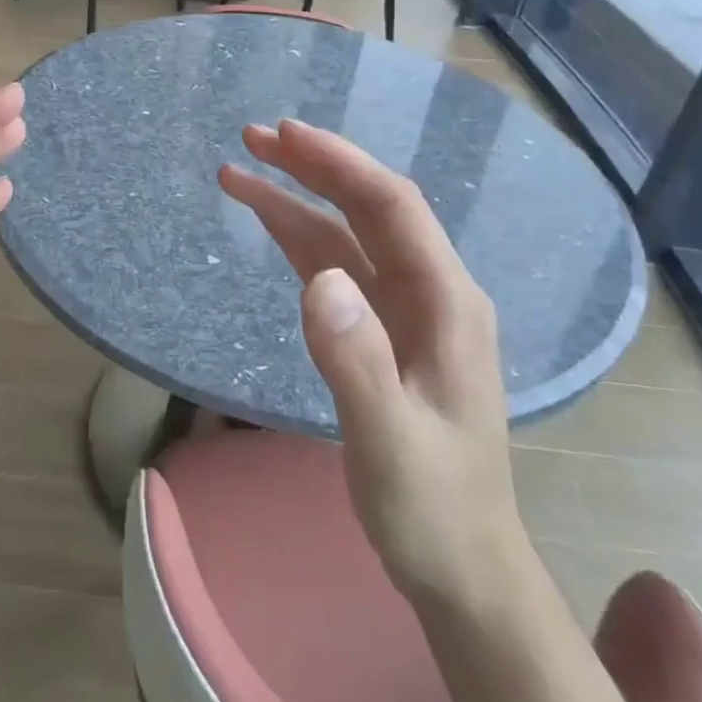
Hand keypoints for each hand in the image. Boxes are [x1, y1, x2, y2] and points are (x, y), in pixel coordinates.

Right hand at [219, 118, 526, 617]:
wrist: (461, 566)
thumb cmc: (432, 508)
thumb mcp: (391, 445)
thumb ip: (356, 362)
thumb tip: (318, 278)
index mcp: (448, 304)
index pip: (393, 208)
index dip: (341, 164)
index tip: (286, 135)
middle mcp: (430, 291)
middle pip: (369, 208)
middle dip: (314, 167)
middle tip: (254, 138)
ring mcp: (404, 310)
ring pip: (345, 233)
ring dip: (297, 198)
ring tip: (240, 170)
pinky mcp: (379, 329)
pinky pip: (335, 266)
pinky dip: (298, 237)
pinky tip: (269, 220)